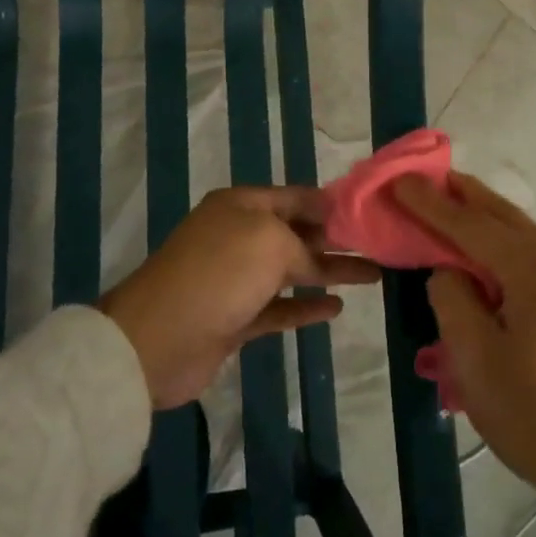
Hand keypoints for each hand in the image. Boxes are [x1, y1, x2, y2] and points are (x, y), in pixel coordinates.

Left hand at [98, 186, 380, 409]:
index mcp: (241, 205)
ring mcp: (235, 279)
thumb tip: (316, 254)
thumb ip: (302, 244)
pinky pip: (279, 307)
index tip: (366, 212)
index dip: (330, 204)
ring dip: (328, 272)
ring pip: (291, 271)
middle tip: (377, 245)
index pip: (295, 197)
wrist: (157, 339)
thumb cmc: (218, 274)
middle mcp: (238, 236)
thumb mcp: (269, 241)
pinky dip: (306, 307)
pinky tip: (336, 308)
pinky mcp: (234, 318)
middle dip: (334, 238)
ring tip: (371, 275)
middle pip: (296, 233)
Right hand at [395, 171, 535, 536]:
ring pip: (523, 234)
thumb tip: (451, 270)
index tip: (399, 179)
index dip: (430, 203)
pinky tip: (486, 251)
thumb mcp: (475, 360)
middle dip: (463, 196)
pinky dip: (505, 246)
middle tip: (427, 177)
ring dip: (484, 220)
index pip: (471, 225)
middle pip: (504, 217)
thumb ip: (453, 298)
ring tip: (451, 204)